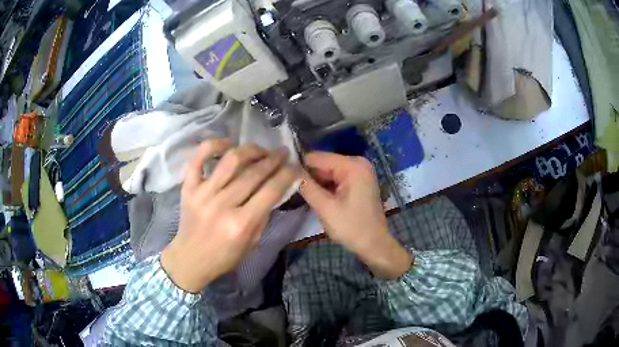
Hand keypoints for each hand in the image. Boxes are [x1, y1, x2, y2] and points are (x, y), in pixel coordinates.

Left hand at [161, 139, 296, 292]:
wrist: (190, 258)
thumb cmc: (224, 256)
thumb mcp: (252, 243)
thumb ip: (264, 215)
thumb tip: (275, 188)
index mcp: (241, 224)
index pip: (270, 191)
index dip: (286, 174)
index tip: (294, 166)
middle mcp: (222, 205)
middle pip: (253, 173)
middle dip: (273, 159)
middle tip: (282, 152)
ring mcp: (203, 193)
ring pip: (230, 160)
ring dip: (250, 150)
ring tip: (260, 149)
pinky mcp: (188, 187)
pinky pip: (198, 158)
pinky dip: (213, 145)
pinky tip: (228, 144)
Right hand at [299, 152, 412, 278]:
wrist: (375, 244)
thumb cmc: (351, 227)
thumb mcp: (325, 208)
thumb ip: (306, 186)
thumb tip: (289, 171)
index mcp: (352, 165)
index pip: (317, 157)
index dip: (299, 166)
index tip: (284, 178)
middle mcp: (357, 163)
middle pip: (323, 164)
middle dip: (308, 176)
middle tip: (290, 189)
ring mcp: (359, 172)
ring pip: (328, 172)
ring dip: (316, 183)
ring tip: (300, 194)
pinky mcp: (359, 182)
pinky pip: (336, 179)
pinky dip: (325, 187)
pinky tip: (315, 197)